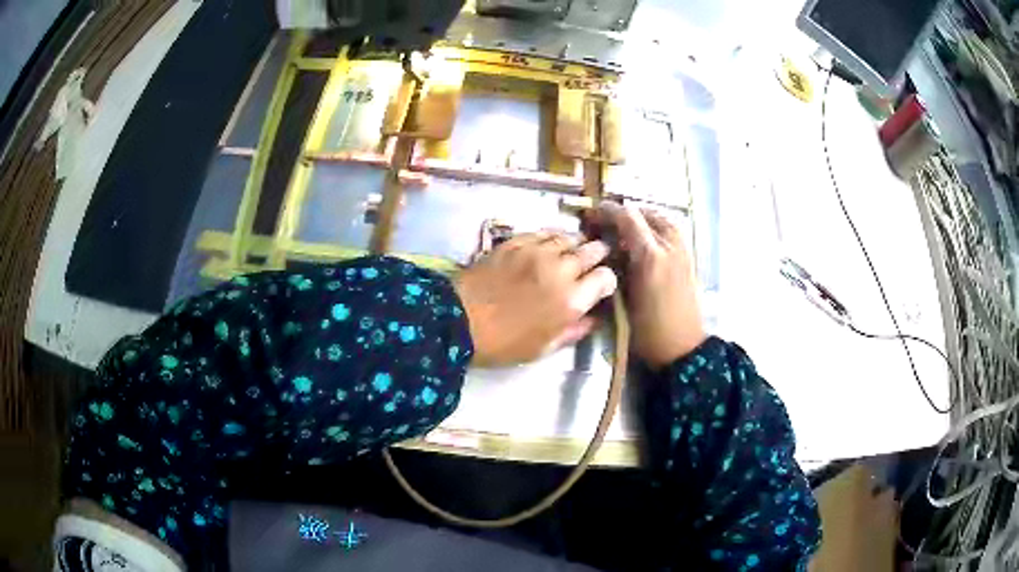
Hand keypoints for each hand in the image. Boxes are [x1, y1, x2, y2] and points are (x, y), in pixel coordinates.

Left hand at [453, 232, 617, 367]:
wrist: (458, 321)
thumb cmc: (503, 343)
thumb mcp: (544, 348)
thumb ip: (574, 331)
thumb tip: (593, 318)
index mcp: (571, 301)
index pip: (606, 277)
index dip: (607, 281)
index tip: (601, 286)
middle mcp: (561, 270)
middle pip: (592, 251)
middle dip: (598, 255)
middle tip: (594, 261)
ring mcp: (538, 252)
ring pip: (569, 237)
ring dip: (576, 244)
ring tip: (572, 251)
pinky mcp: (516, 242)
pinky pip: (543, 233)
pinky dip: (552, 238)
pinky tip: (549, 246)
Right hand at [593, 203, 705, 368]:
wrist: (683, 349)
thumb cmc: (648, 331)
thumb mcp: (625, 299)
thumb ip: (617, 267)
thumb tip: (607, 248)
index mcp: (650, 256)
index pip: (627, 217)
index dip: (607, 211)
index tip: (592, 215)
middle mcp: (669, 247)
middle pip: (646, 214)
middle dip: (624, 213)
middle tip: (606, 222)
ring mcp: (683, 251)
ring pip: (663, 219)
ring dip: (643, 217)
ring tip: (627, 226)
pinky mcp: (689, 260)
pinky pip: (673, 231)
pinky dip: (657, 227)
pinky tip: (647, 239)